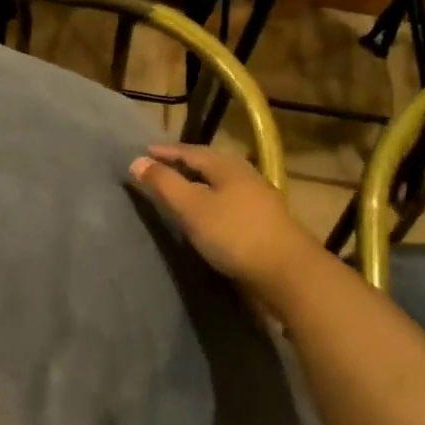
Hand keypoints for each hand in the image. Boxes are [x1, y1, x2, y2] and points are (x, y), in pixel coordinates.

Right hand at [127, 144, 326, 316]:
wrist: (288, 273)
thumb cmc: (234, 234)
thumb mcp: (192, 207)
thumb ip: (164, 184)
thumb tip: (136, 160)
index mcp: (227, 166)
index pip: (190, 151)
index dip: (166, 152)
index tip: (144, 152)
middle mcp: (245, 175)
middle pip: (209, 163)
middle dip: (184, 163)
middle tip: (161, 168)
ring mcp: (259, 198)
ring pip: (222, 182)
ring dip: (200, 183)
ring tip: (182, 190)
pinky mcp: (265, 221)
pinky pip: (230, 201)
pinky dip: (212, 200)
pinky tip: (208, 214)